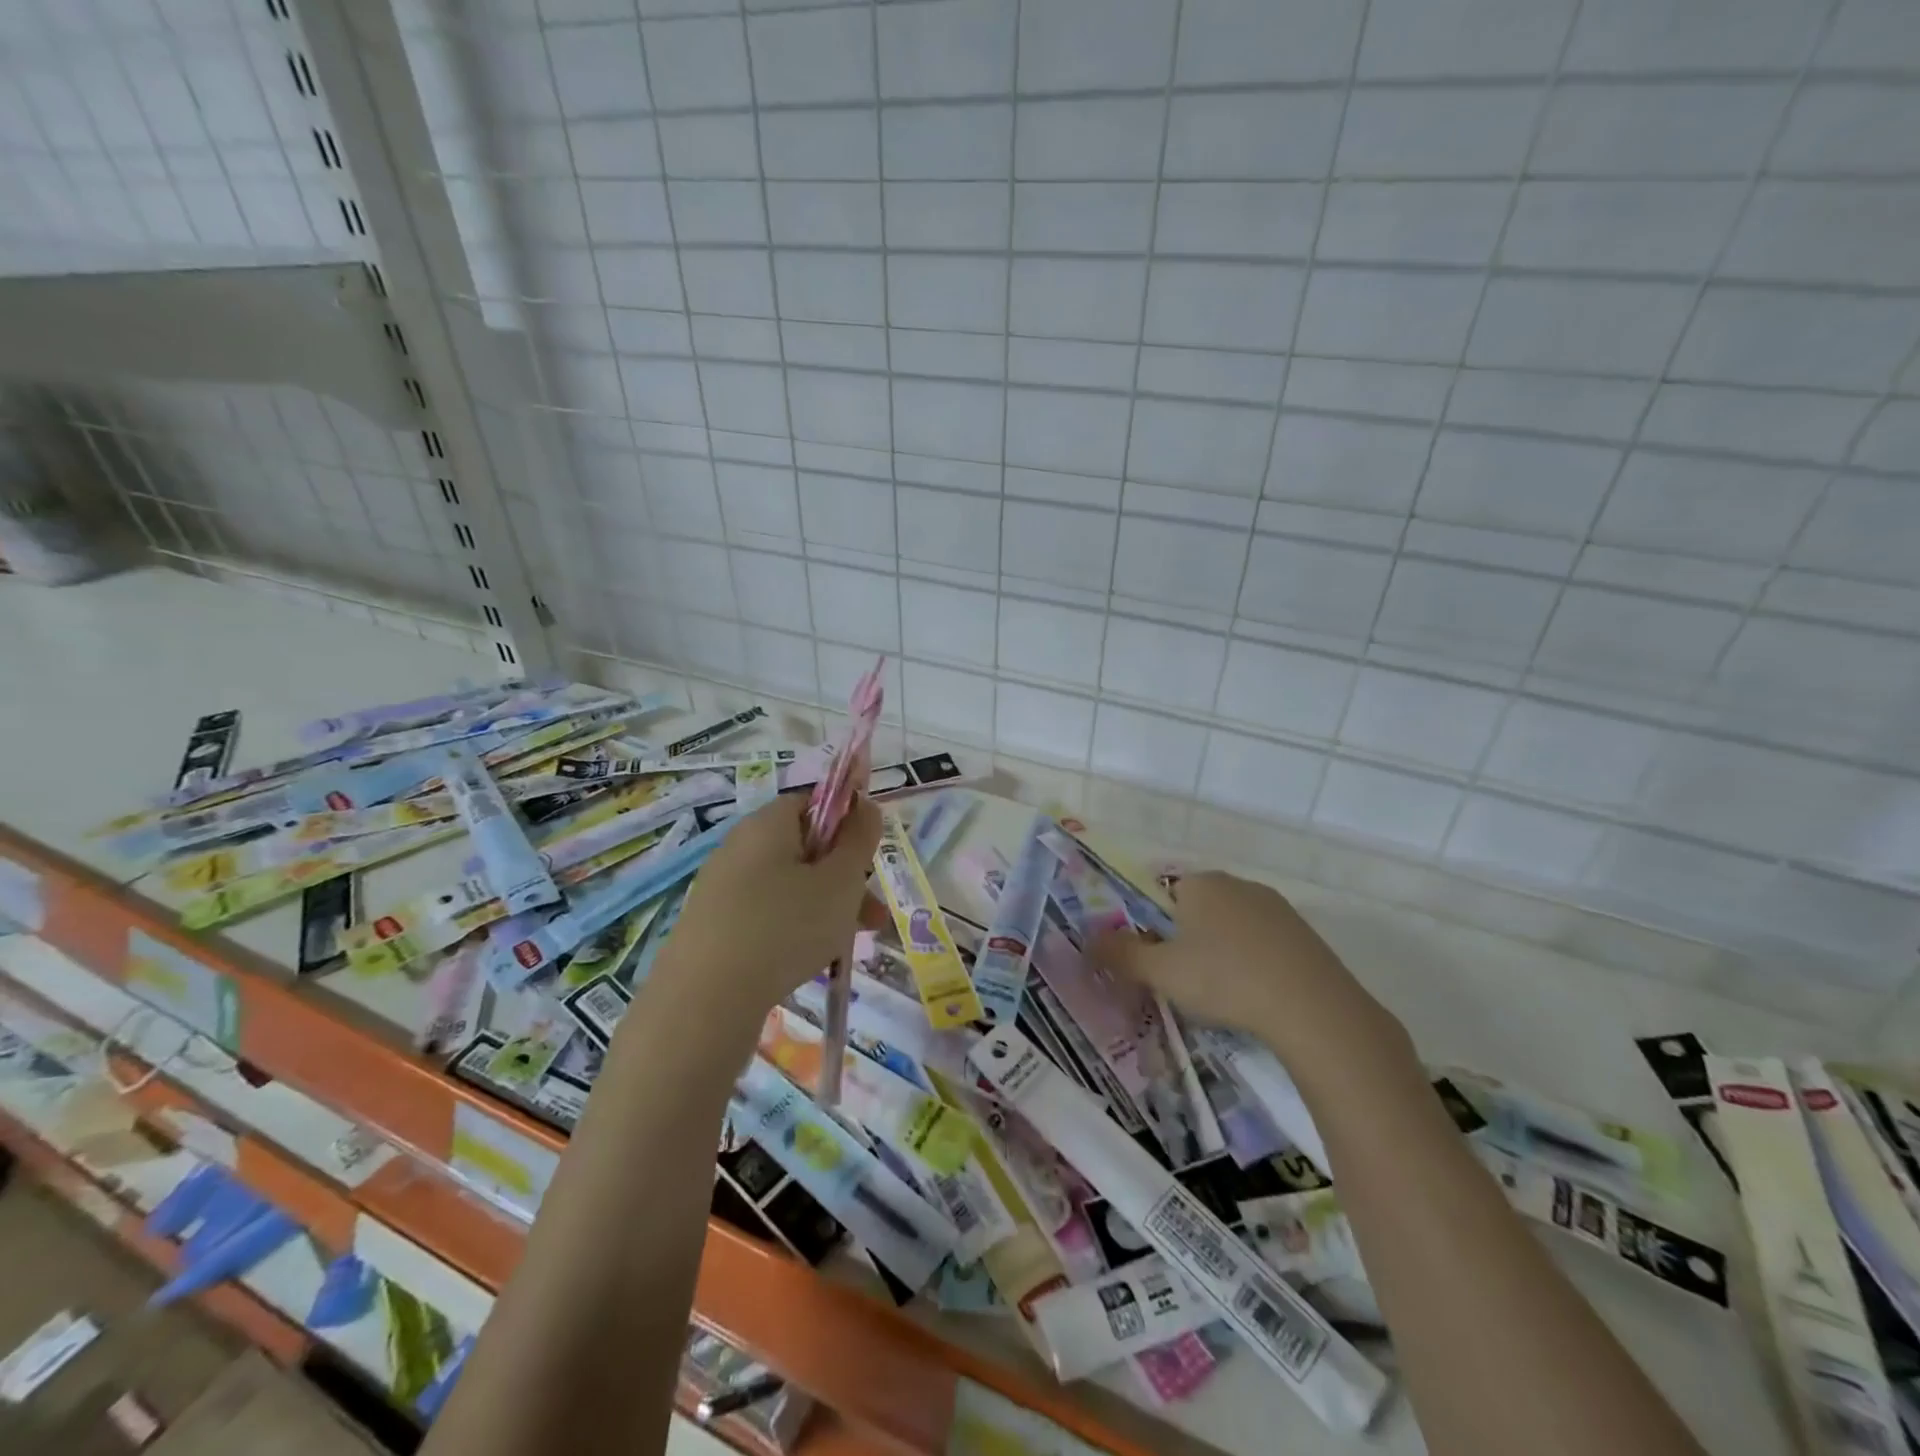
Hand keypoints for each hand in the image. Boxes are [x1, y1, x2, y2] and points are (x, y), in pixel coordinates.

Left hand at [654, 792, 881, 1021]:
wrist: (704, 1002)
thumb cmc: (785, 927)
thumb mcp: (841, 881)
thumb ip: (859, 839)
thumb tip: (865, 804)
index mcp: (767, 824)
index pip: (812, 803)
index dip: (846, 824)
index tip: (867, 858)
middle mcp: (739, 846)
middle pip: (804, 848)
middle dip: (845, 877)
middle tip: (872, 914)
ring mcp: (721, 887)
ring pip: (789, 886)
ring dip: (826, 907)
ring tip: (850, 943)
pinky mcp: (712, 925)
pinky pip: (765, 913)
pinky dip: (793, 928)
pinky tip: (809, 959)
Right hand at [1089, 871, 1413, 1088]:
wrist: (1312, 1008)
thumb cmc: (1224, 979)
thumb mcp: (1161, 972)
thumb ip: (1121, 955)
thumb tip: (1085, 942)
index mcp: (1201, 883)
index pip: (1166, 894)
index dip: (1158, 928)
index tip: (1160, 962)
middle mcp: (1238, 884)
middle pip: (1200, 909)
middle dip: (1189, 940)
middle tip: (1186, 981)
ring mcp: (1277, 907)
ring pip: (1234, 927)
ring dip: (1223, 952)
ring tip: (1223, 995)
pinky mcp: (1306, 935)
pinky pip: (1266, 944)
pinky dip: (1256, 964)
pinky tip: (1258, 996)